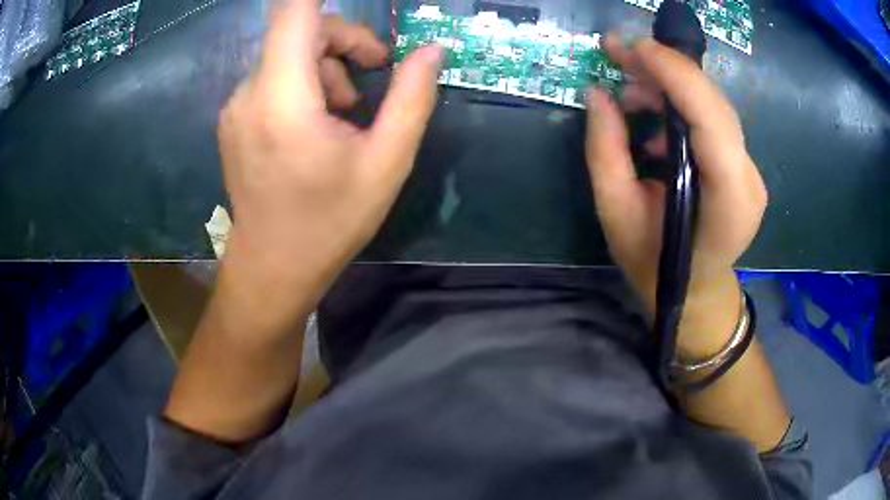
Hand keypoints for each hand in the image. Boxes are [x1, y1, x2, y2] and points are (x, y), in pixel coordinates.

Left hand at [216, 2, 443, 332]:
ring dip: (325, 64)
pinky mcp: (234, 118)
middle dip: (344, 40)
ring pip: (287, 52)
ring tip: (345, 111)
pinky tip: (315, 122)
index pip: (295, 10)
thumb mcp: (386, 163)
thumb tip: (434, 51)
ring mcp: (236, 105)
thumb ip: (412, 99)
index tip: (364, 33)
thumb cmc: (330, 223)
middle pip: (299, 28)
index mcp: (283, 97)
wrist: (272, 269)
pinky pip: (273, 75)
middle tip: (376, 73)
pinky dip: (302, 82)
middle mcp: (249, 91)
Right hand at [586, 33, 767, 356]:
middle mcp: (748, 180)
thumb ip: (605, 152)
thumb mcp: (616, 215)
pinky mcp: (741, 162)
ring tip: (629, 90)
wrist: (695, 290)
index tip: (635, 47)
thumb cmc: (656, 264)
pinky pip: (712, 117)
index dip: (677, 76)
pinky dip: (680, 102)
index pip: (712, 123)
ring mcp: (750, 170)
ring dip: (670, 84)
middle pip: (714, 104)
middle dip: (666, 69)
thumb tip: (597, 93)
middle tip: (618, 53)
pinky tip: (654, 118)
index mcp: (727, 204)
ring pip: (713, 104)